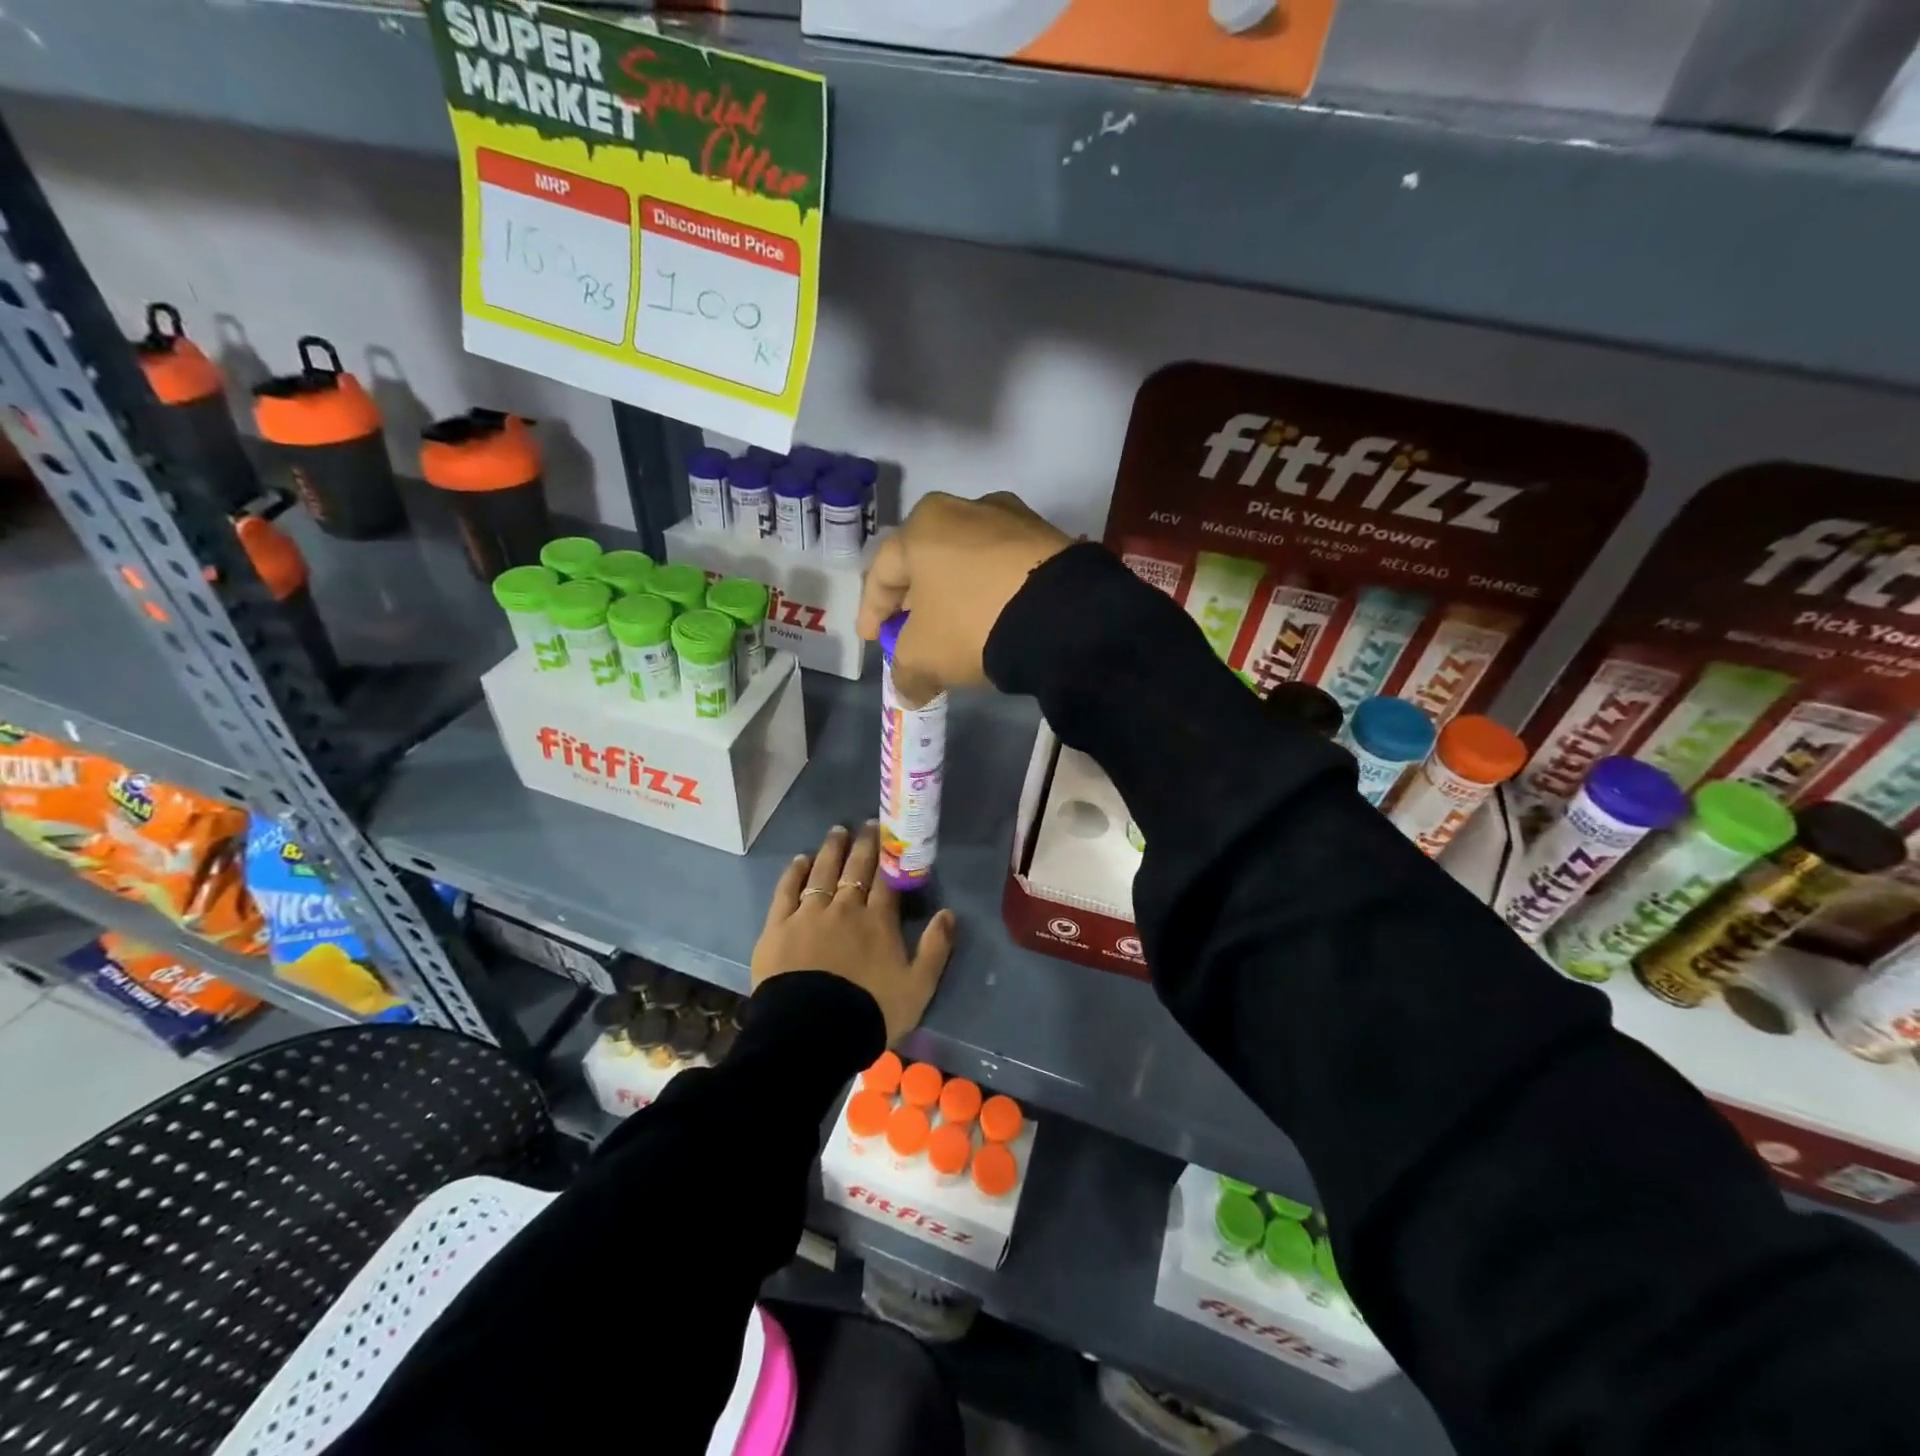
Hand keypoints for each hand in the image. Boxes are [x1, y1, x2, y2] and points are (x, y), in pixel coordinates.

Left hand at [752, 822, 956, 1044]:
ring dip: (831, 850)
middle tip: (867, 825)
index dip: (889, 855)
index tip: (890, 835)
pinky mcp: (778, 927)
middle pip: (855, 869)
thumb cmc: (870, 1011)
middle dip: (863, 844)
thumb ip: (935, 948)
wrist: (813, 1034)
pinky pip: (787, 891)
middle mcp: (845, 908)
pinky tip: (800, 860)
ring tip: (837, 832)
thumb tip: (949, 913)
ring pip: (822, 872)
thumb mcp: (918, 987)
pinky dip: (794, 873)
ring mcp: (809, 914)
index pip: (885, 879)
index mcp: (878, 920)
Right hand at [857, 491, 1070, 701]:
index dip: (872, 611)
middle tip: (910, 631)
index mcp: (923, 525)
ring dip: (956, 594)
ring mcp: (1012, 518)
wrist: (1062, 615)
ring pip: (968, 561)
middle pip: (927, 560)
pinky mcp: (1048, 538)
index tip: (872, 638)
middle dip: (915, 600)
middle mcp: (965, 508)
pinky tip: (995, 618)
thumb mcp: (924, 656)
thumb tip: (908, 690)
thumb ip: (905, 672)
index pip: (883, 572)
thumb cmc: (972, 623)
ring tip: (956, 626)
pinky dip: (992, 591)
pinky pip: (1005, 568)